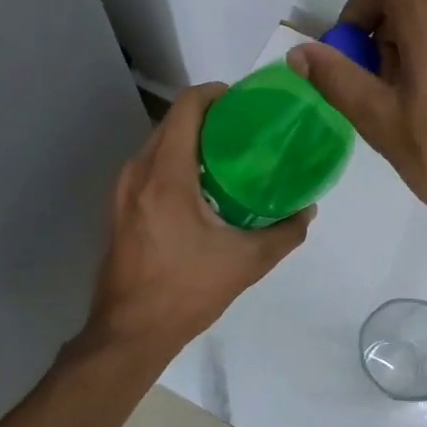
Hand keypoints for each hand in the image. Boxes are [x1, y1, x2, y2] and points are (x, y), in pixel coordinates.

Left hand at [85, 82, 313, 359]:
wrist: (129, 332)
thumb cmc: (186, 292)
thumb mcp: (246, 263)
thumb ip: (284, 232)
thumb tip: (308, 209)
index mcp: (166, 176)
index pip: (186, 107)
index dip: (215, 94)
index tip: (244, 102)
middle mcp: (137, 172)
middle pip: (172, 121)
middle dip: (207, 116)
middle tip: (244, 129)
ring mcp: (122, 189)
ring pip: (157, 142)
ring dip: (189, 138)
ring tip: (227, 154)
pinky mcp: (118, 206)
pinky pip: (148, 165)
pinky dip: (174, 160)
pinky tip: (202, 184)